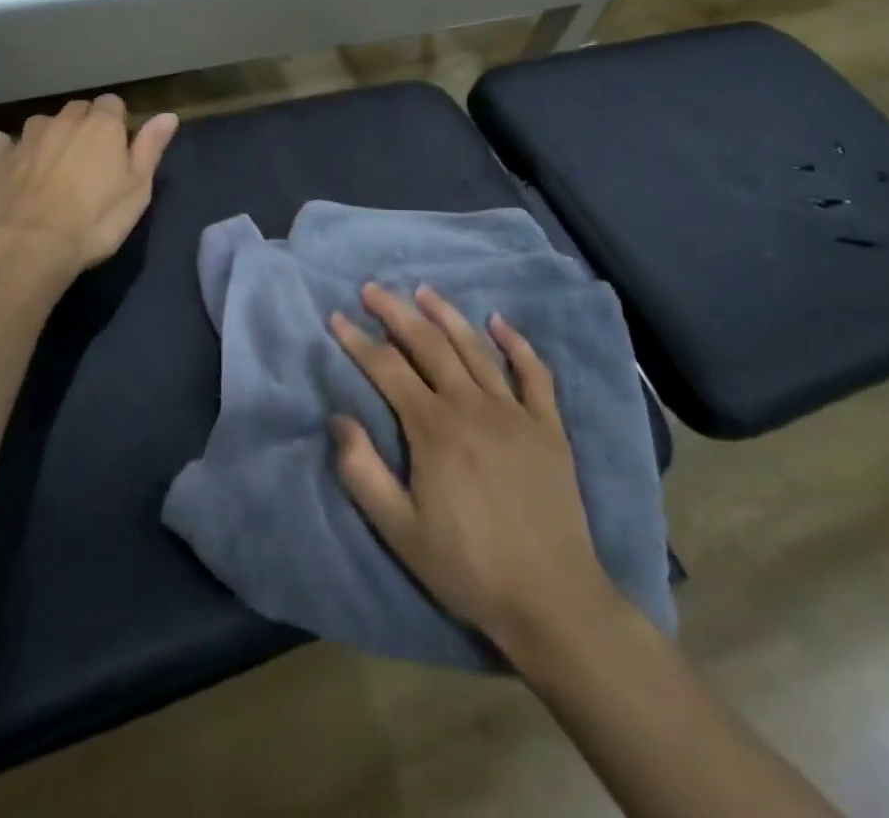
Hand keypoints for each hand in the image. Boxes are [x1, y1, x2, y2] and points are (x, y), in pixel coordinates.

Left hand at [0, 95, 178, 275]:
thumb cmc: (95, 220)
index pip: (113, 103)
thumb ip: (150, 148)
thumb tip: (168, 115)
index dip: (117, 123)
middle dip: (84, 126)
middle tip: (90, 160)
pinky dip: (13, 150)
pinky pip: (6, 144)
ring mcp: (27, 139)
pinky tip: (15, 163)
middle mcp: (63, 122)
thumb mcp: (137, 189)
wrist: (29, 247)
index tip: (119, 147)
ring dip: (51, 136)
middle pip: (78, 109)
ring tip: (55, 165)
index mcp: (101, 126)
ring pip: (43, 123)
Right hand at [329, 284, 617, 664]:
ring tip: (423, 291)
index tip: (336, 318)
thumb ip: (362, 471)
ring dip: (446, 314)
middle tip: (371, 289)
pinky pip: (533, 372)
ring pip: (475, 347)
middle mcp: (472, 406)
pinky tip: (499, 321)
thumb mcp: (399, 530)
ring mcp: (515, 412)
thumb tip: (338, 417)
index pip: (387, 368)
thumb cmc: (467, 567)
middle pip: (428, 344)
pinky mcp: (548, 426)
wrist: (552, 601)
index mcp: (434, 429)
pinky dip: (516, 342)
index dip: (358, 340)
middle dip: (395, 312)